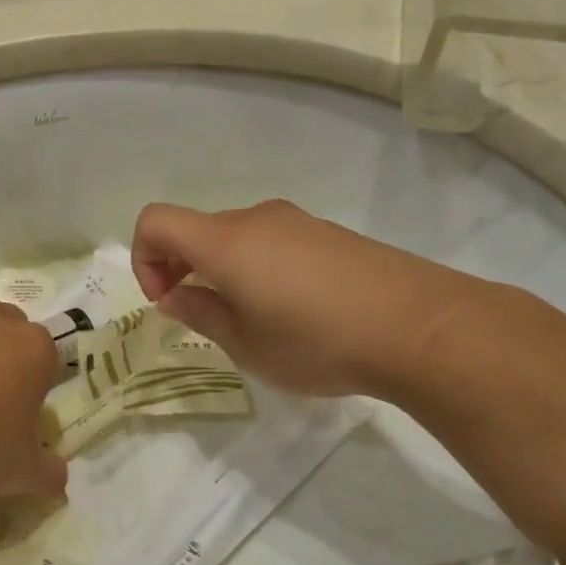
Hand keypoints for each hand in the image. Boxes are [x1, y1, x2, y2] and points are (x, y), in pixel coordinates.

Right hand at [130, 199, 482, 398]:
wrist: (420, 326)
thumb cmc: (318, 343)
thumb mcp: (246, 345)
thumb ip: (201, 314)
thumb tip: (175, 295)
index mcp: (225, 242)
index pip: (155, 222)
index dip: (145, 260)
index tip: (169, 301)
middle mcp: (256, 219)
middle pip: (195, 229)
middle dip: (182, 269)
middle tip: (205, 318)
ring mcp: (297, 222)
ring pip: (235, 237)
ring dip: (222, 271)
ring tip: (253, 321)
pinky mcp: (328, 233)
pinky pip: (272, 242)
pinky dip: (258, 268)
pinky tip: (292, 311)